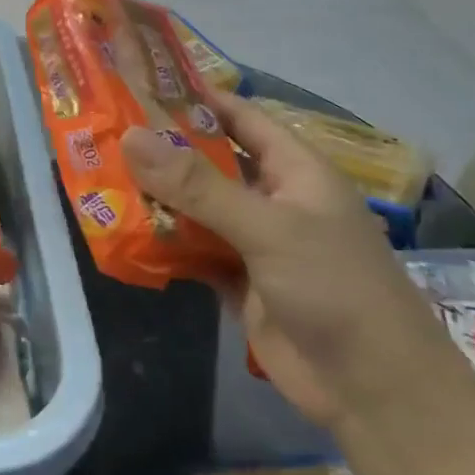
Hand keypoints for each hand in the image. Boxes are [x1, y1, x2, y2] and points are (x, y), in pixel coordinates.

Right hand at [120, 95, 459, 429]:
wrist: (373, 390)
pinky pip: (194, 251)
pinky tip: (123, 233)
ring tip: (100, 176)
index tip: (143, 84)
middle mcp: (273, 199)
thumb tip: (132, 137)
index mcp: (295, 170)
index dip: (199, 98)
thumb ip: (198, 185)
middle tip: (106, 131)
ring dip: (157, 198)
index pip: (242, 117)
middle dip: (164, 149)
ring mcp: (255, 242)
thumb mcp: (267, 227)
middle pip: (211, 162)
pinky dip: (164, 243)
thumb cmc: (334, 287)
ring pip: (197, 208)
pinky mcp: (240, 282)